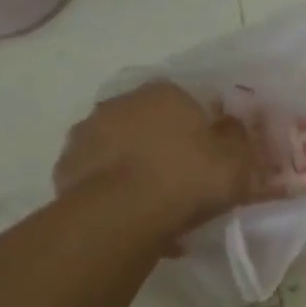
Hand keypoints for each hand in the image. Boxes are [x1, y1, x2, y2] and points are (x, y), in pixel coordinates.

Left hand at [54, 83, 256, 240]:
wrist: (121, 214)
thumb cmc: (188, 178)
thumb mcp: (237, 160)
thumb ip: (238, 137)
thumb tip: (232, 124)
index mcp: (168, 92)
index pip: (195, 103)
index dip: (209, 129)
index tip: (217, 156)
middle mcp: (124, 101)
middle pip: (156, 121)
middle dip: (170, 144)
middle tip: (188, 179)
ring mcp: (89, 131)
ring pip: (125, 145)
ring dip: (140, 163)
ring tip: (158, 202)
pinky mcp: (67, 165)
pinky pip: (102, 173)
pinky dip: (116, 186)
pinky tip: (132, 212)